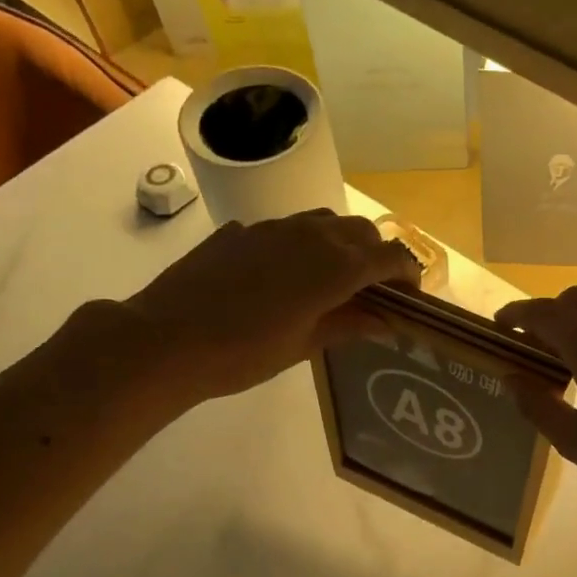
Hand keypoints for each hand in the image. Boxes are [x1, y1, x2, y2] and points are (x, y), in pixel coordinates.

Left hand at [111, 210, 418, 405]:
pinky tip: (281, 278)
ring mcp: (272, 228)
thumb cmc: (243, 353)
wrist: (166, 339)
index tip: (410, 297)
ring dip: (340, 245)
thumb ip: (349, 325)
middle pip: (361, 232)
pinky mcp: (241, 231)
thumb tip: (387, 320)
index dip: (408, 274)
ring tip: (331, 281)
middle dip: (377, 256)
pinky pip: (285, 230)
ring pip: (324, 222)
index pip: (390, 256)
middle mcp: (310, 235)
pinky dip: (300, 247)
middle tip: (372, 292)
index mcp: (334, 266)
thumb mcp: (304, 345)